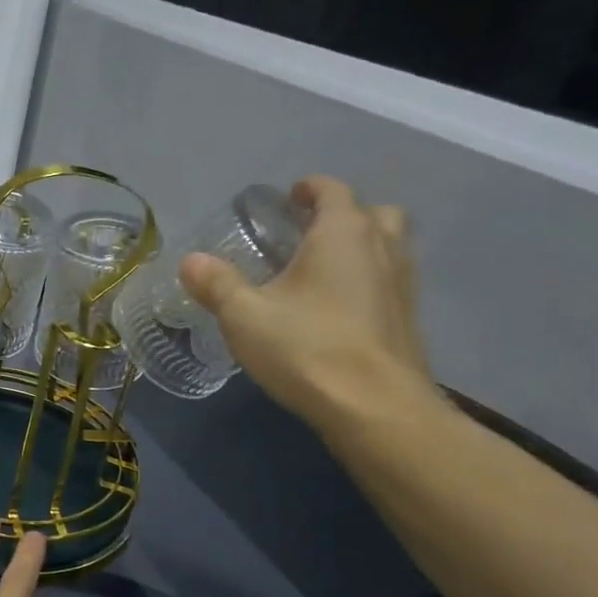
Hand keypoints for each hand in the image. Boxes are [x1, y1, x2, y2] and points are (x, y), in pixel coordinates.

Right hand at [179, 175, 437, 433]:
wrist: (374, 407)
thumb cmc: (306, 348)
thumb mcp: (244, 316)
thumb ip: (216, 284)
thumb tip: (190, 261)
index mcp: (343, 233)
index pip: (333, 191)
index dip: (310, 188)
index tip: (290, 196)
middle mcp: (382, 248)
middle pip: (373, 213)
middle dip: (343, 215)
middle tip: (308, 232)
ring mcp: (403, 284)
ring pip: (388, 248)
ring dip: (360, 247)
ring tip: (321, 270)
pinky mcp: (407, 320)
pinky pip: (388, 282)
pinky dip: (367, 281)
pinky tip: (337, 309)